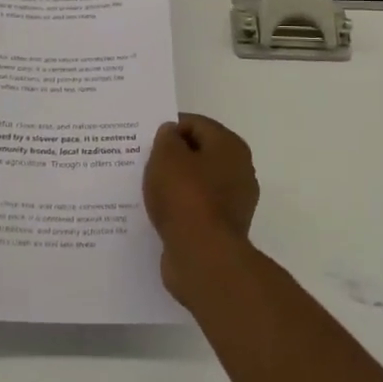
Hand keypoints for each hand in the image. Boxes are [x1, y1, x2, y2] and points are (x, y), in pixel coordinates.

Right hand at [143, 113, 258, 300]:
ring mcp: (234, 202)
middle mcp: (239, 171)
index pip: (196, 124)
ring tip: (146, 188)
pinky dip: (179, 208)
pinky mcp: (223, 229)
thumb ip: (166, 138)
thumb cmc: (185, 196)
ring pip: (197, 182)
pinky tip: (159, 213)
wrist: (203, 257)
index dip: (169, 127)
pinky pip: (196, 208)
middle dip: (172, 156)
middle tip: (143, 162)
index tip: (145, 140)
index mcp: (230, 147)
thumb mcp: (166, 156)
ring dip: (174, 184)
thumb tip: (171, 134)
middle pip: (199, 153)